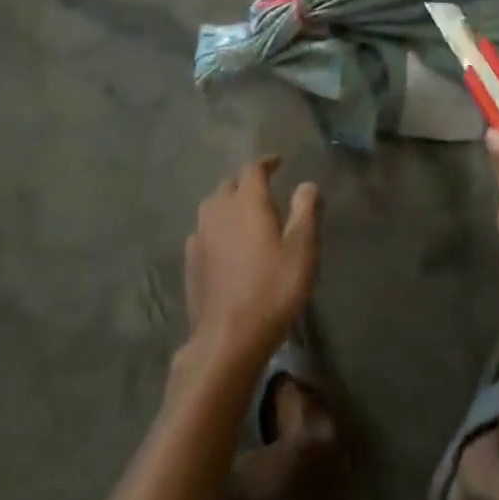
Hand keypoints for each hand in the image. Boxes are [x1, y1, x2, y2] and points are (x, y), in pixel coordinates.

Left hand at [182, 157, 320, 372]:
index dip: (266, 163)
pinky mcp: (191, 260)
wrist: (228, 337)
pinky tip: (225, 243)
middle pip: (230, 184)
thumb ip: (305, 211)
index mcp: (247, 201)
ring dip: (228, 203)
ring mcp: (200, 235)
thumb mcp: (302, 249)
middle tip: (264, 190)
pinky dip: (217, 227)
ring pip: (213, 206)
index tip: (278, 162)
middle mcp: (219, 210)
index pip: (253, 169)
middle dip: (246, 182)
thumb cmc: (273, 289)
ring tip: (244, 214)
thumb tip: (307, 184)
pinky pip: (204, 230)